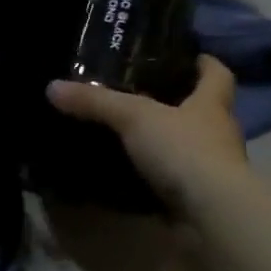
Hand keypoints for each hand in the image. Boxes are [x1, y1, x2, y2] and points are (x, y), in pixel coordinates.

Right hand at [47, 55, 249, 214]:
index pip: (217, 74)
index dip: (203, 62)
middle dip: (177, 102)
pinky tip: (130, 174)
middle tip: (140, 94)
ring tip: (128, 134)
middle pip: (203, 110)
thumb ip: (95, 102)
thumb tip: (52, 87)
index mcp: (212, 104)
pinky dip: (157, 176)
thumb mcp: (133, 117)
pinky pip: (176, 180)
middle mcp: (218, 133)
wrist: (212, 215)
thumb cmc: (184, 150)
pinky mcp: (200, 199)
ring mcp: (213, 170)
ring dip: (166, 142)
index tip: (185, 55)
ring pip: (189, 147)